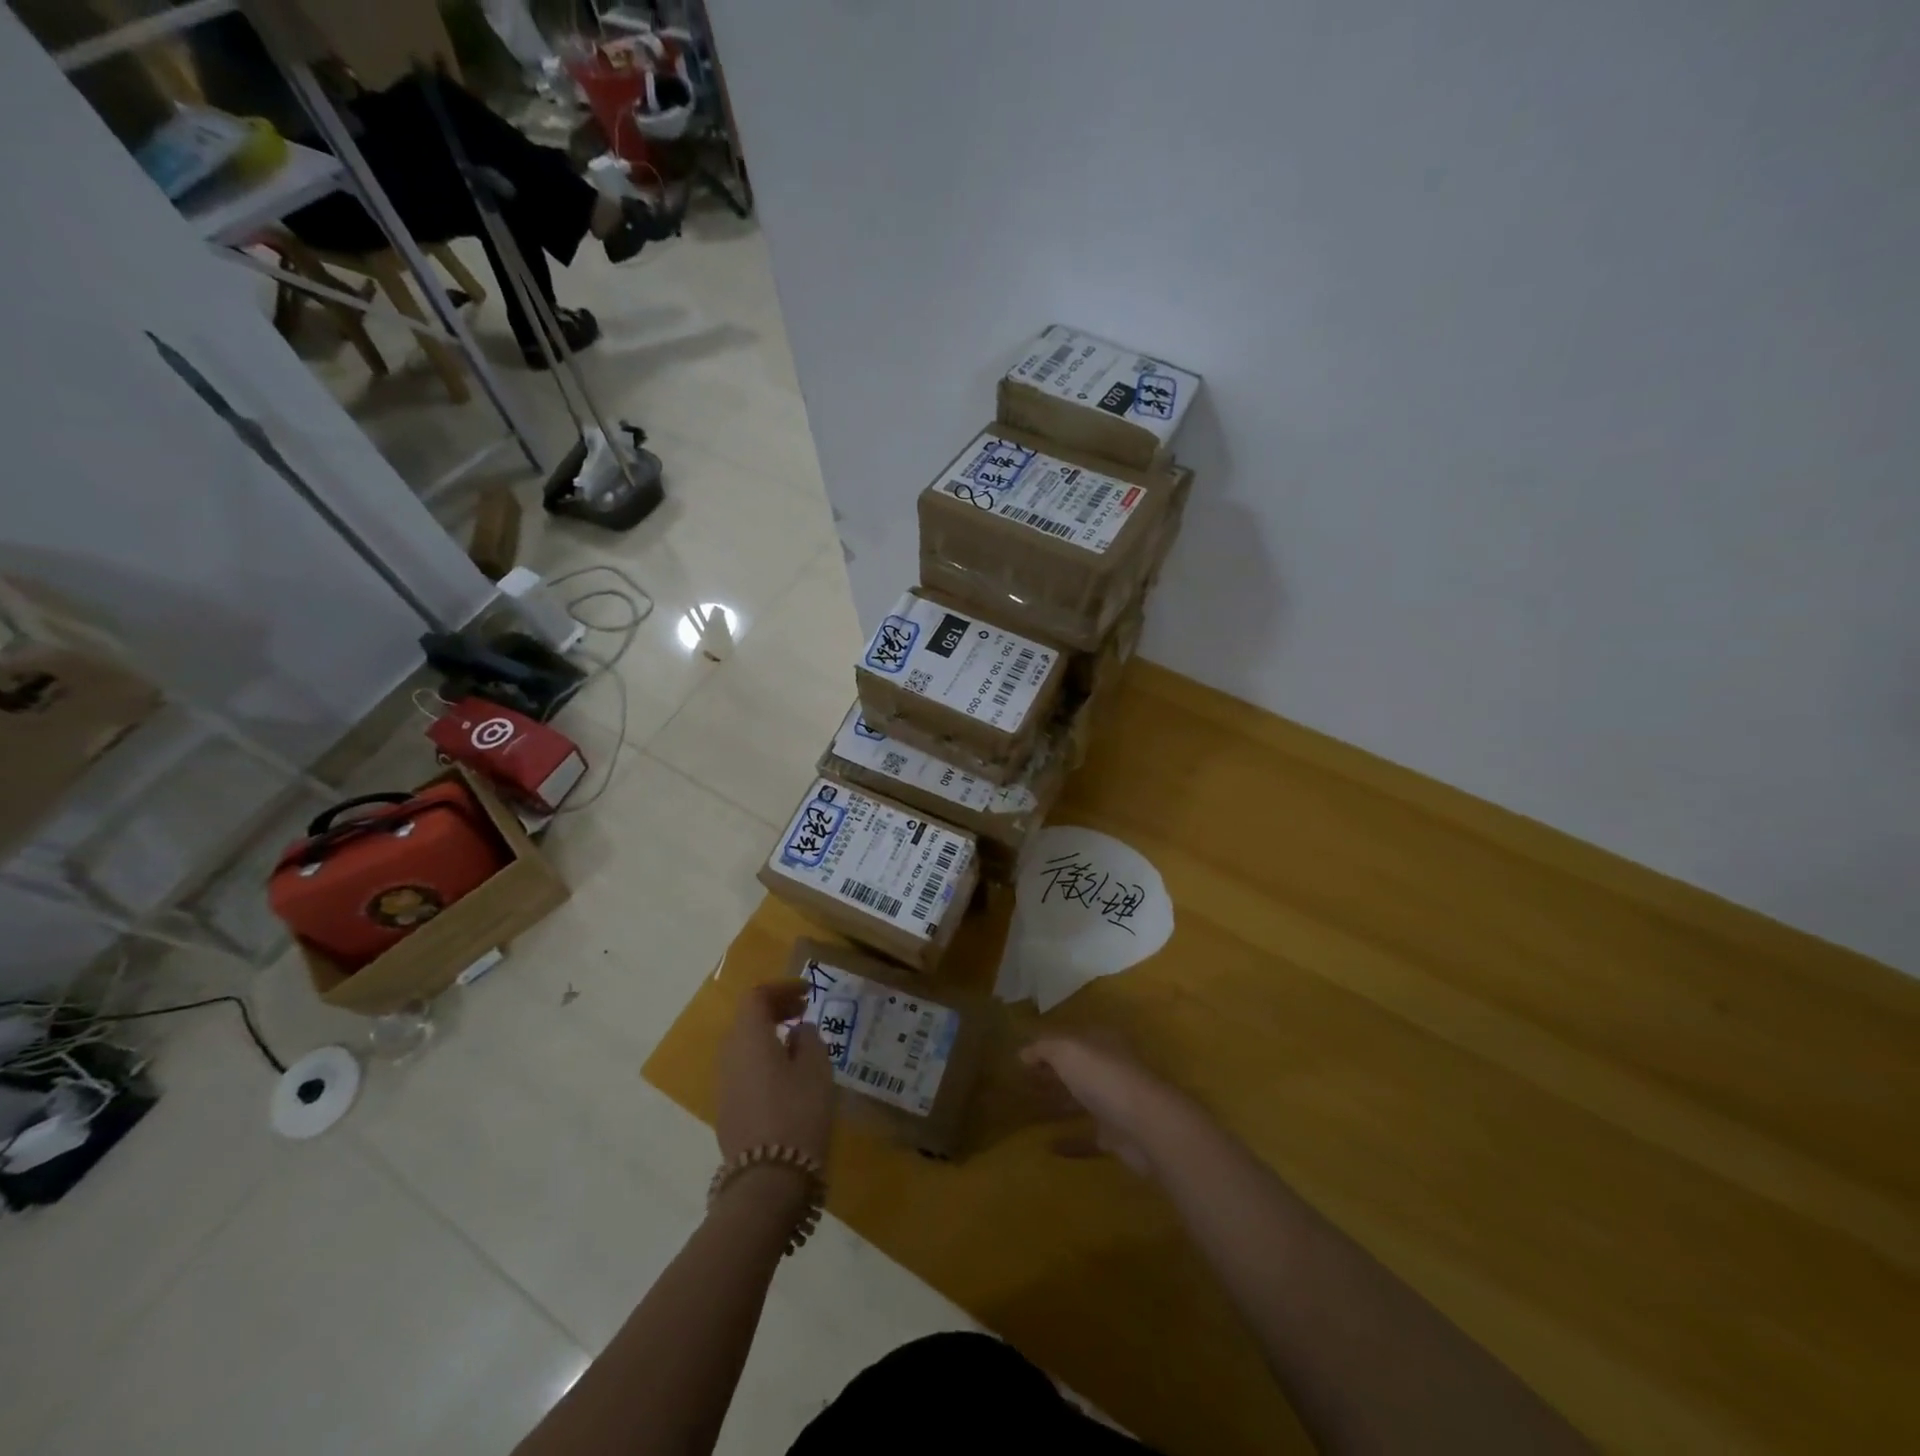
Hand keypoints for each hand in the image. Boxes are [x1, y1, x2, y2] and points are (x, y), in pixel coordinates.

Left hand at [716, 981, 835, 1167]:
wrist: (768, 1180)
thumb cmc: (798, 1112)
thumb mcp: (817, 1068)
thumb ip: (809, 1039)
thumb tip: (798, 1031)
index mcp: (748, 1037)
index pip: (757, 996)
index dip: (782, 988)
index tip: (808, 993)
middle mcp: (729, 1055)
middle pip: (747, 1019)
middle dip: (775, 1009)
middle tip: (804, 1011)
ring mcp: (724, 1085)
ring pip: (743, 1046)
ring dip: (769, 1035)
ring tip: (798, 1042)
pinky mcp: (727, 1111)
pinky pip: (744, 1069)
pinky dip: (763, 1058)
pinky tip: (787, 1074)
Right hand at [1021, 1033, 1191, 1174]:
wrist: (1146, 1125)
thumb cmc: (1103, 1076)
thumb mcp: (1066, 1050)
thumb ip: (1043, 1047)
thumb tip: (1023, 1052)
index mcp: (1100, 1042)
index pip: (1069, 1038)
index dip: (1046, 1046)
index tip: (1020, 1060)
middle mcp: (1109, 1068)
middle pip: (1076, 1069)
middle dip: (1051, 1075)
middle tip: (1020, 1085)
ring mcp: (1115, 1102)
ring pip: (1082, 1101)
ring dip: (1059, 1105)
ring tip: (1028, 1113)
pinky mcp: (1117, 1136)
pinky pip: (1088, 1137)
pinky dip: (1070, 1142)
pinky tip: (1048, 1147)